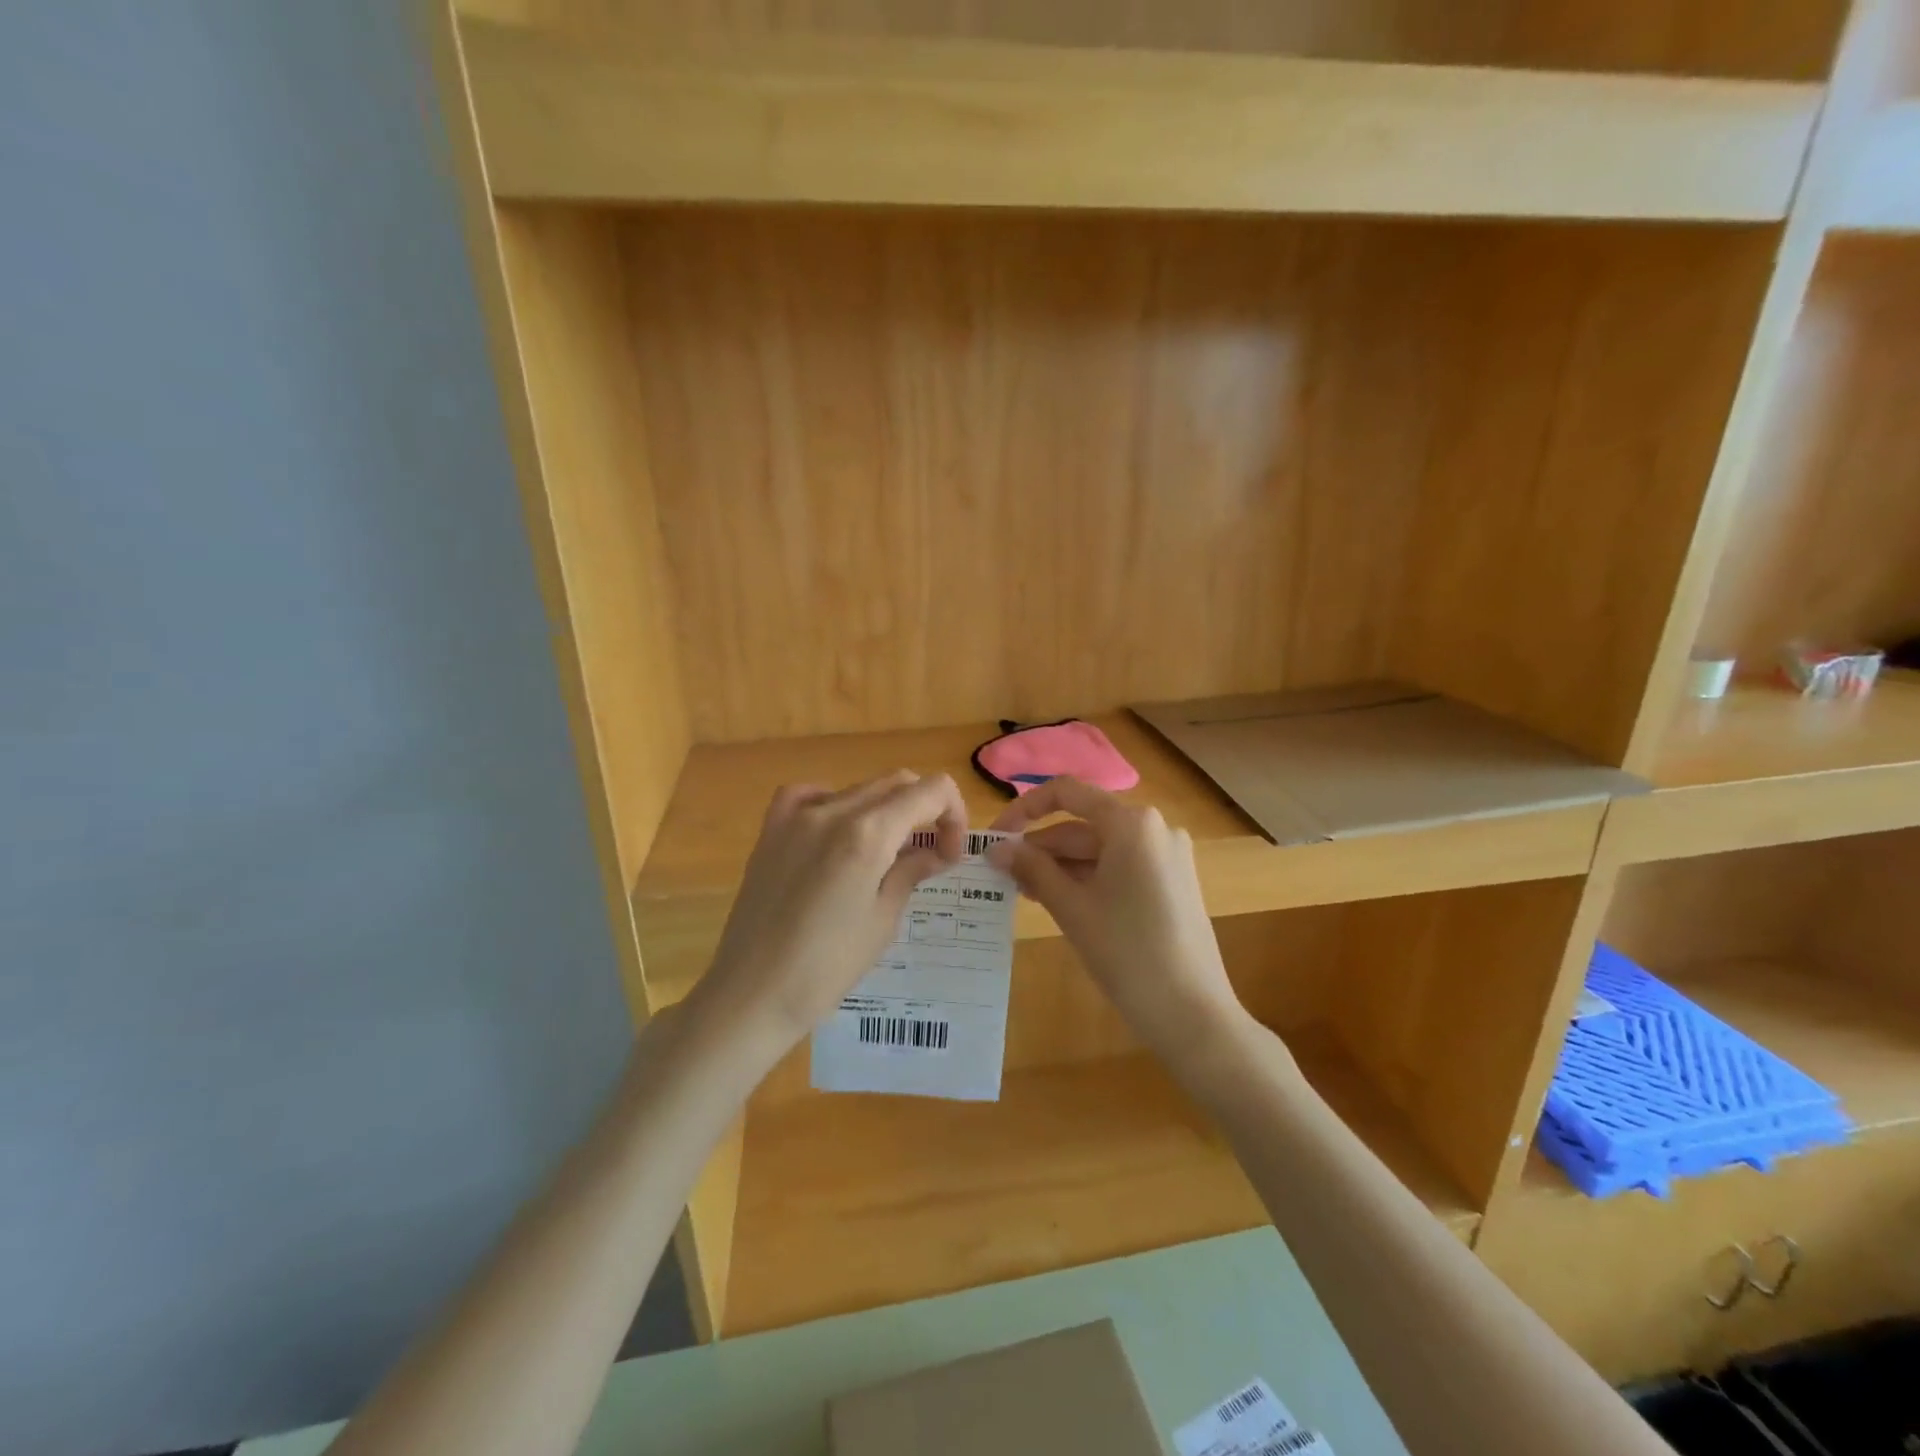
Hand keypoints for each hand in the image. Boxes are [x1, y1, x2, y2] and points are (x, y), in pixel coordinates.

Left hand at [686, 771, 968, 1063]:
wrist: (752, 993)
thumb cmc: (827, 967)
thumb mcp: (883, 920)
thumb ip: (910, 871)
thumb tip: (934, 851)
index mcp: (868, 833)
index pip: (931, 791)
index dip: (953, 815)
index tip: (949, 854)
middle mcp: (833, 810)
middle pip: (897, 783)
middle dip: (924, 810)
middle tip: (929, 854)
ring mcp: (796, 815)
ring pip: (858, 788)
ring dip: (885, 810)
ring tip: (884, 853)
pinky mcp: (771, 829)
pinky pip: (810, 794)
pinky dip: (834, 803)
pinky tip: (835, 832)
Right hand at [988, 778, 1248, 1059]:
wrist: (1193, 1014)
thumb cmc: (1127, 953)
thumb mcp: (1071, 908)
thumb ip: (1032, 869)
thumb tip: (995, 848)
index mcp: (1131, 822)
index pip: (1067, 793)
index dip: (1025, 808)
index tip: (996, 836)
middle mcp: (1154, 828)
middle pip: (1084, 824)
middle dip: (1042, 847)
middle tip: (1002, 875)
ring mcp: (1168, 856)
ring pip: (1101, 848)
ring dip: (1062, 866)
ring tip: (1024, 892)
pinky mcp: (1173, 882)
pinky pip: (1121, 867)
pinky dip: (1089, 878)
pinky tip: (1062, 901)